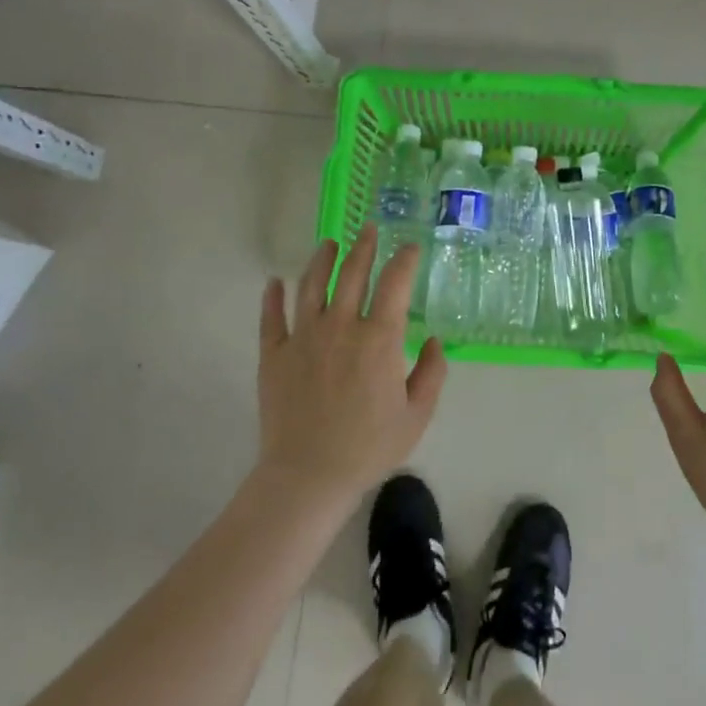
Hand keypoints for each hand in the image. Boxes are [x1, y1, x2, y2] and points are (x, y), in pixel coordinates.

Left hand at [257, 226, 448, 504]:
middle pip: (351, 273)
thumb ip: (432, 373)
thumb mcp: (417, 415)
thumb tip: (434, 340)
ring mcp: (303, 337)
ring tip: (329, 243)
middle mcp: (341, 326)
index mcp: (379, 338)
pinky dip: (272, 297)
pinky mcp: (273, 354)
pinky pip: (271, 317)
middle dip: (363, 247)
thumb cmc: (369, 447)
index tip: (410, 247)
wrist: (309, 475)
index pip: (394, 284)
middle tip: (368, 229)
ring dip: (321, 259)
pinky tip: (273, 282)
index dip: (404, 260)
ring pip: (311, 285)